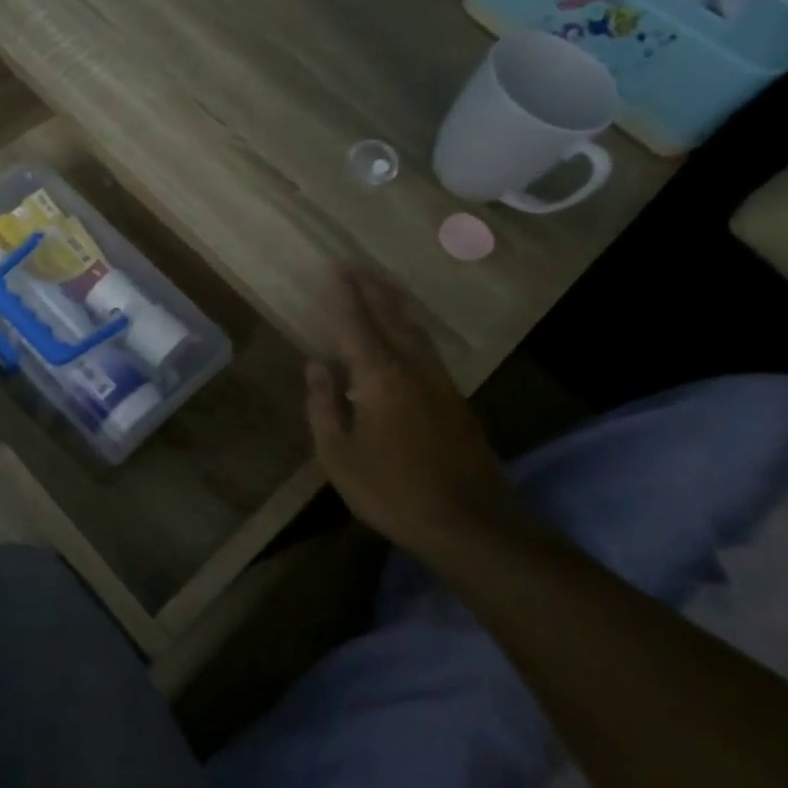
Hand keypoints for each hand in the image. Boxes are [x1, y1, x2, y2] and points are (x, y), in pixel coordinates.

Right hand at [305, 266, 524, 551]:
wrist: (472, 523)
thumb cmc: (393, 492)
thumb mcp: (339, 456)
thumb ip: (324, 407)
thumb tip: (315, 365)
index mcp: (379, 378)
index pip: (355, 325)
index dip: (343, 297)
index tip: (333, 270)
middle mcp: (412, 368)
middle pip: (390, 316)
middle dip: (371, 288)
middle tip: (355, 264)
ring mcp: (439, 382)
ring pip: (415, 328)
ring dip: (395, 302)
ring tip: (380, 282)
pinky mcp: (455, 399)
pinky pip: (427, 346)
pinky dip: (411, 325)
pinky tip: (406, 331)